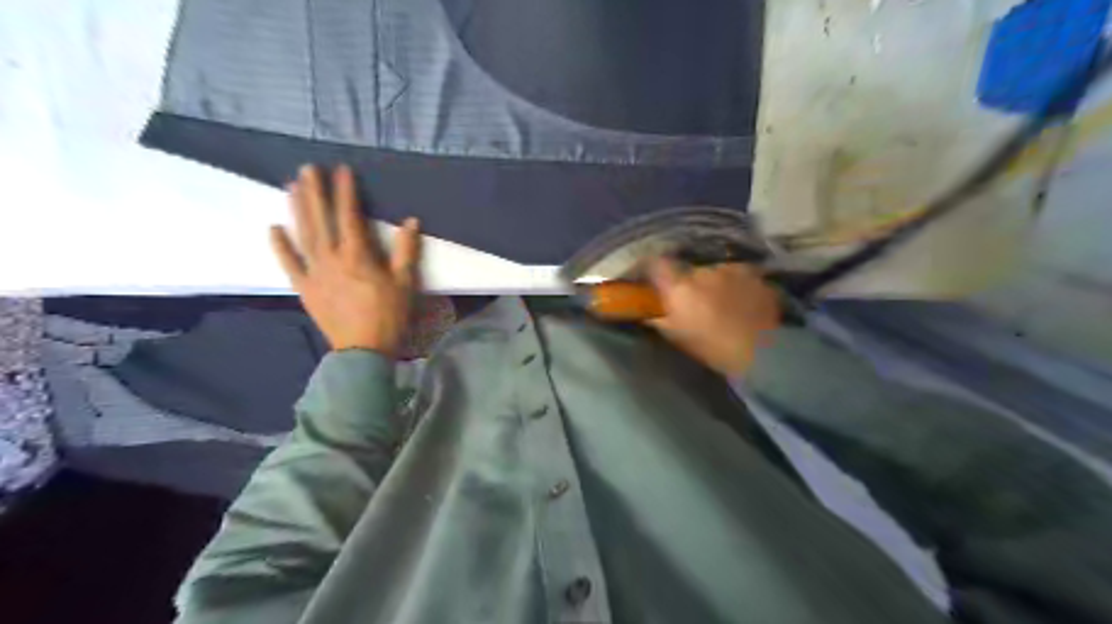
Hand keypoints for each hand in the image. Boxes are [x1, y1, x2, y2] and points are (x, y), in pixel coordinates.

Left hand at [268, 164, 421, 355]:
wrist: (363, 348)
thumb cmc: (389, 315)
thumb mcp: (406, 283)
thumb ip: (406, 251)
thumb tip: (411, 221)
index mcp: (357, 255)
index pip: (349, 216)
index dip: (345, 192)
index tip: (342, 170)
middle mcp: (331, 258)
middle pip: (321, 220)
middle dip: (315, 192)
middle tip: (307, 168)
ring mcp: (314, 272)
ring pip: (303, 235)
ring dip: (297, 209)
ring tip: (291, 186)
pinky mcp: (305, 288)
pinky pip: (289, 264)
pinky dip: (280, 246)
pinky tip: (273, 229)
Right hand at [648, 259, 773, 373]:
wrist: (760, 351)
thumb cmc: (711, 347)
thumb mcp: (676, 336)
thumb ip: (658, 319)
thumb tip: (646, 311)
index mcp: (680, 286)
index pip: (657, 264)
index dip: (653, 269)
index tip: (654, 278)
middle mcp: (703, 271)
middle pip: (690, 271)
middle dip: (691, 283)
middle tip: (697, 303)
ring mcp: (731, 269)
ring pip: (717, 272)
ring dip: (717, 283)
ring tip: (726, 304)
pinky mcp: (754, 274)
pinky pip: (740, 275)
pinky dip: (739, 286)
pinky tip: (745, 303)